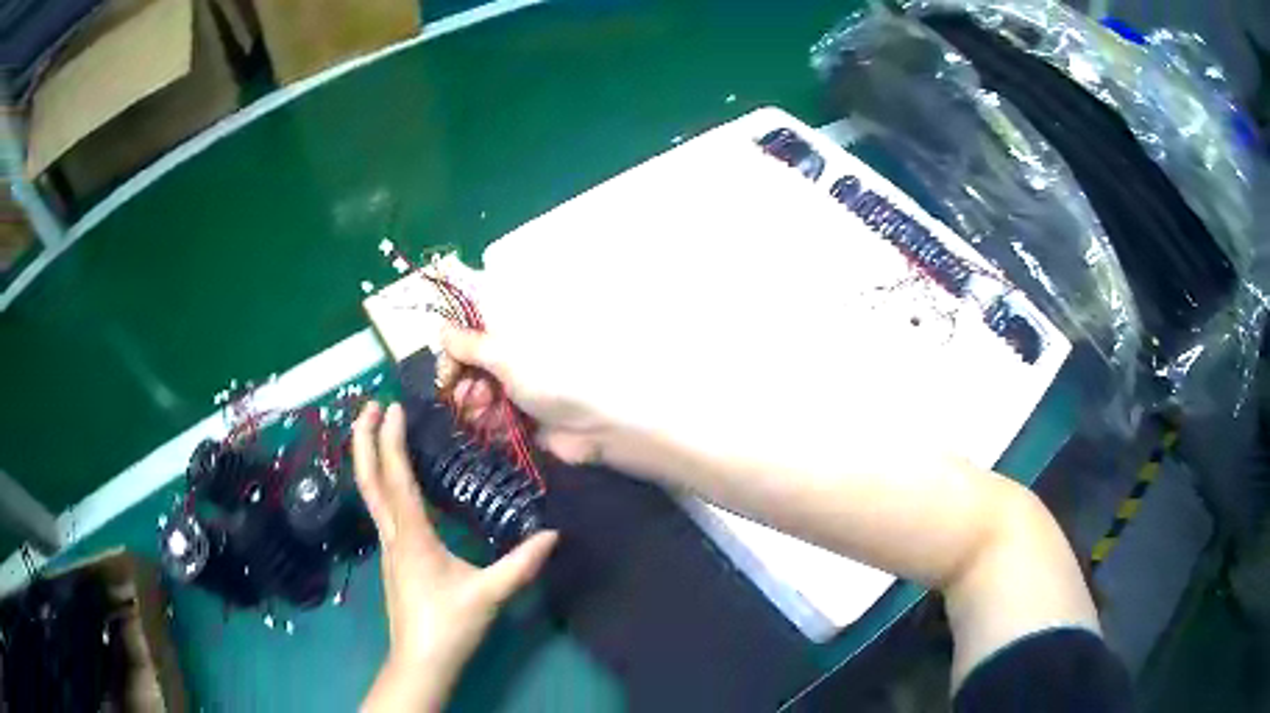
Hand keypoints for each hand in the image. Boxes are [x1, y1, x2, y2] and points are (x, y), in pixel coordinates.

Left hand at [353, 402, 557, 712]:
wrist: (420, 661)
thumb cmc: (449, 625)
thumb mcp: (489, 594)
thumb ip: (520, 565)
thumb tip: (552, 535)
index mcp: (412, 536)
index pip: (397, 479)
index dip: (391, 440)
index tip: (392, 407)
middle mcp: (393, 535)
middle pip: (368, 481)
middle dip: (364, 440)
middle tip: (366, 406)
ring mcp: (388, 548)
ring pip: (370, 495)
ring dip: (368, 459)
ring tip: (374, 432)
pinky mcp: (393, 559)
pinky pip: (381, 510)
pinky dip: (380, 483)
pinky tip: (393, 484)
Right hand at [442, 327, 615, 464]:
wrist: (592, 425)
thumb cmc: (550, 379)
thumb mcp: (505, 356)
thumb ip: (469, 344)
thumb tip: (441, 328)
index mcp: (508, 334)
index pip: (466, 336)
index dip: (452, 354)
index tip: (446, 371)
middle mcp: (507, 359)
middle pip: (465, 370)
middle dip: (462, 386)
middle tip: (470, 397)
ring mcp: (511, 391)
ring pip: (473, 399)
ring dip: (476, 408)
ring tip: (490, 414)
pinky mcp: (516, 419)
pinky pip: (488, 422)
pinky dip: (491, 425)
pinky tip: (502, 428)